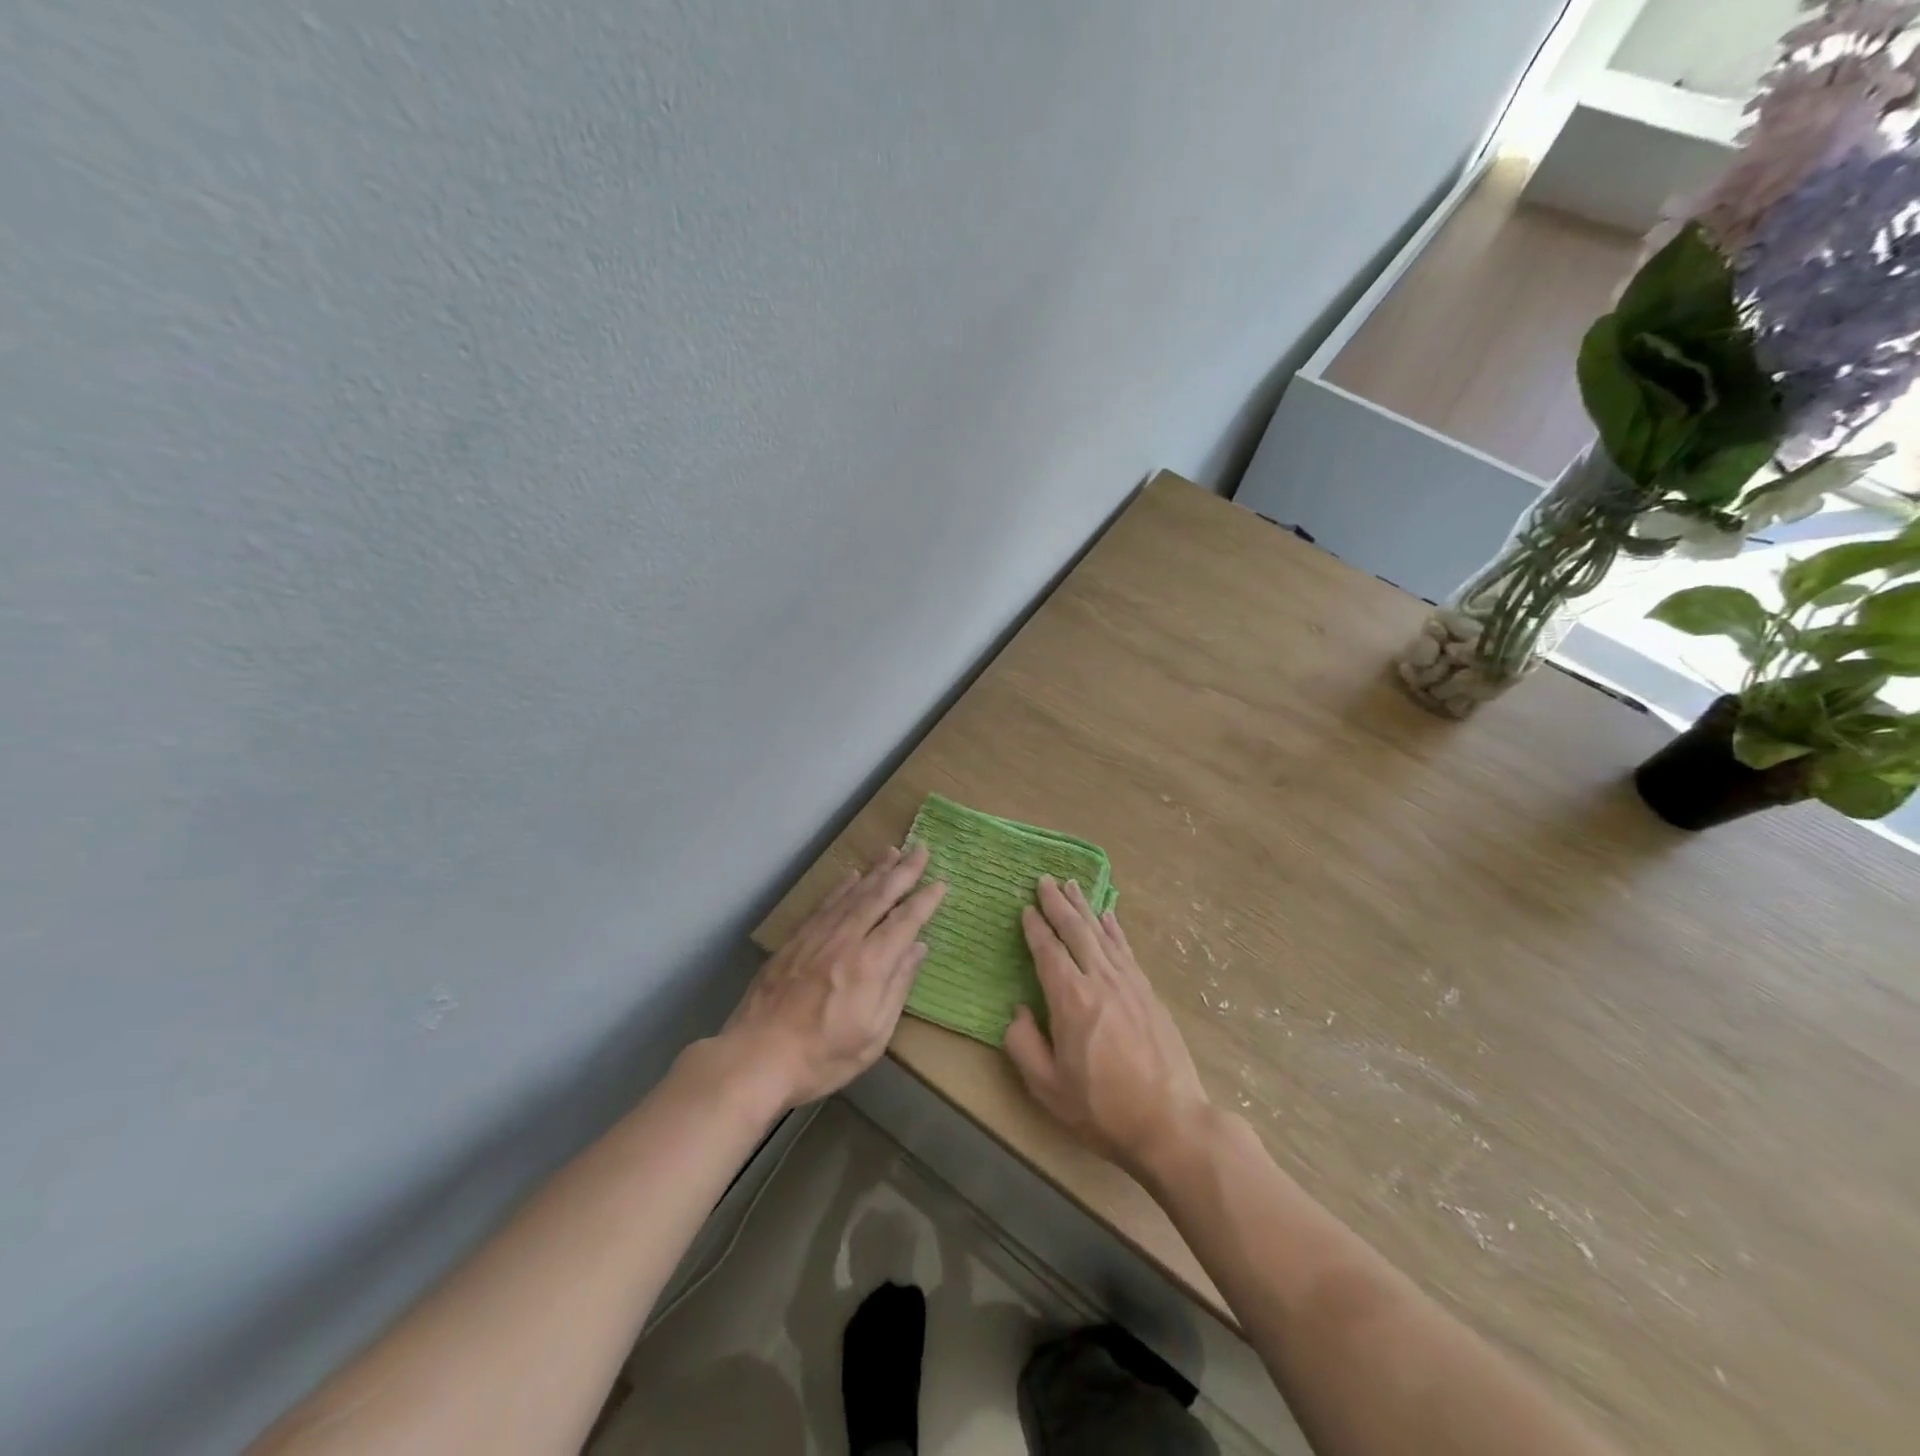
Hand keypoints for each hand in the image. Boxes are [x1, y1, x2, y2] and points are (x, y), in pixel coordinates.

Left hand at [720, 845, 945, 1111]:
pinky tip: (851, 875)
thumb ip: (897, 987)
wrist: (755, 1057)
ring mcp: (817, 936)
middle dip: (903, 872)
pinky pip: (824, 904)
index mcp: (870, 965)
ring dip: (875, 871)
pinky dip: (841, 886)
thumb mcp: (873, 1036)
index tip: (941, 883)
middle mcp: (846, 940)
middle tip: (921, 849)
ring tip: (892, 852)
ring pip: (852, 894)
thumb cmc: (821, 1057)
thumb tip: (918, 948)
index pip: (904, 922)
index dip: (924, 901)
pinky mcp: (795, 940)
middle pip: (879, 897)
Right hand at [1004, 876, 1209, 1180]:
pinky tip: (1107, 916)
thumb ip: (1023, 1044)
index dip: (1035, 928)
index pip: (1047, 951)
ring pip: (1101, 934)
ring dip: (1083, 907)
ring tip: (1071, 886)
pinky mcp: (1148, 992)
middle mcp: (1100, 980)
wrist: (1170, 1123)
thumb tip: (1018, 1011)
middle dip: (1057, 904)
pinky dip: (1113, 928)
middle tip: (1044, 880)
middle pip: (1075, 931)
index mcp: (1070, 999)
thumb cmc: (1102, 1109)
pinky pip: (1126, 949)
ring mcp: (1129, 983)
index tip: (1025, 908)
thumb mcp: (1047, 1087)